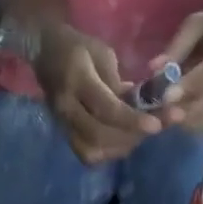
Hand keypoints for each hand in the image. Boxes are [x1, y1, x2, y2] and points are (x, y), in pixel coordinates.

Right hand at [32, 21, 161, 163]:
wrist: (45, 53)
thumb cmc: (78, 48)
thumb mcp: (103, 53)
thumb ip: (119, 82)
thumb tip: (140, 106)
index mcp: (77, 81)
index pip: (106, 109)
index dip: (132, 120)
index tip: (157, 126)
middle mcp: (67, 109)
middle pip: (100, 136)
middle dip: (132, 135)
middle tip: (157, 126)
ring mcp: (63, 125)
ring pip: (93, 151)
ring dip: (121, 146)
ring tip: (141, 133)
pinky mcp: (65, 135)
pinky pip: (87, 154)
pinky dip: (108, 152)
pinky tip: (123, 140)